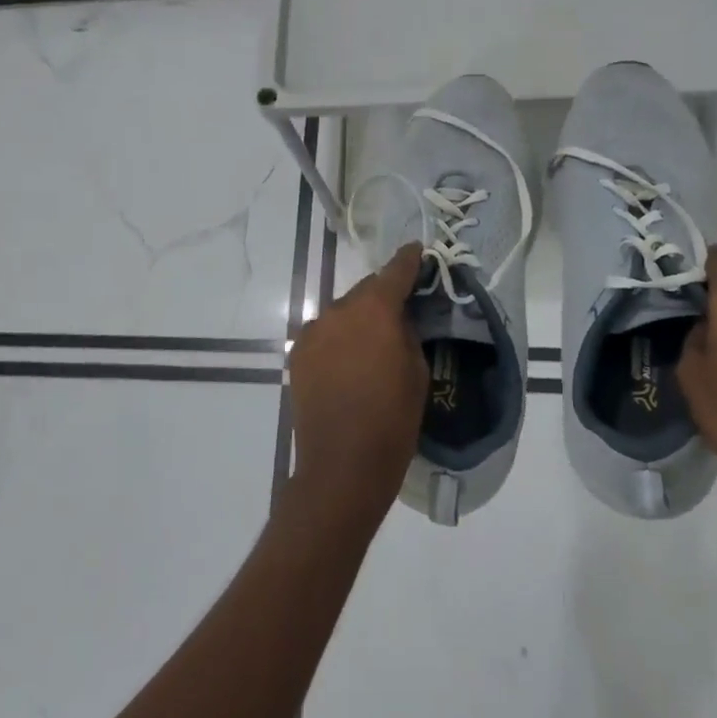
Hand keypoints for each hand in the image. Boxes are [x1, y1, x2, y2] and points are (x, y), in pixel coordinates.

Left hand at [287, 244, 427, 519]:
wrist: (342, 466)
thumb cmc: (392, 420)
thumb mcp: (417, 371)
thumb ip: (407, 333)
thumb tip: (398, 318)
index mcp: (374, 310)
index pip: (395, 271)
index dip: (409, 260)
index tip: (418, 251)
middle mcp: (338, 310)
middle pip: (365, 290)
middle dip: (383, 296)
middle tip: (400, 312)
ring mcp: (313, 332)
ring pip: (343, 312)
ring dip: (359, 319)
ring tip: (373, 343)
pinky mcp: (299, 354)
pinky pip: (325, 333)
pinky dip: (339, 337)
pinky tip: (349, 360)